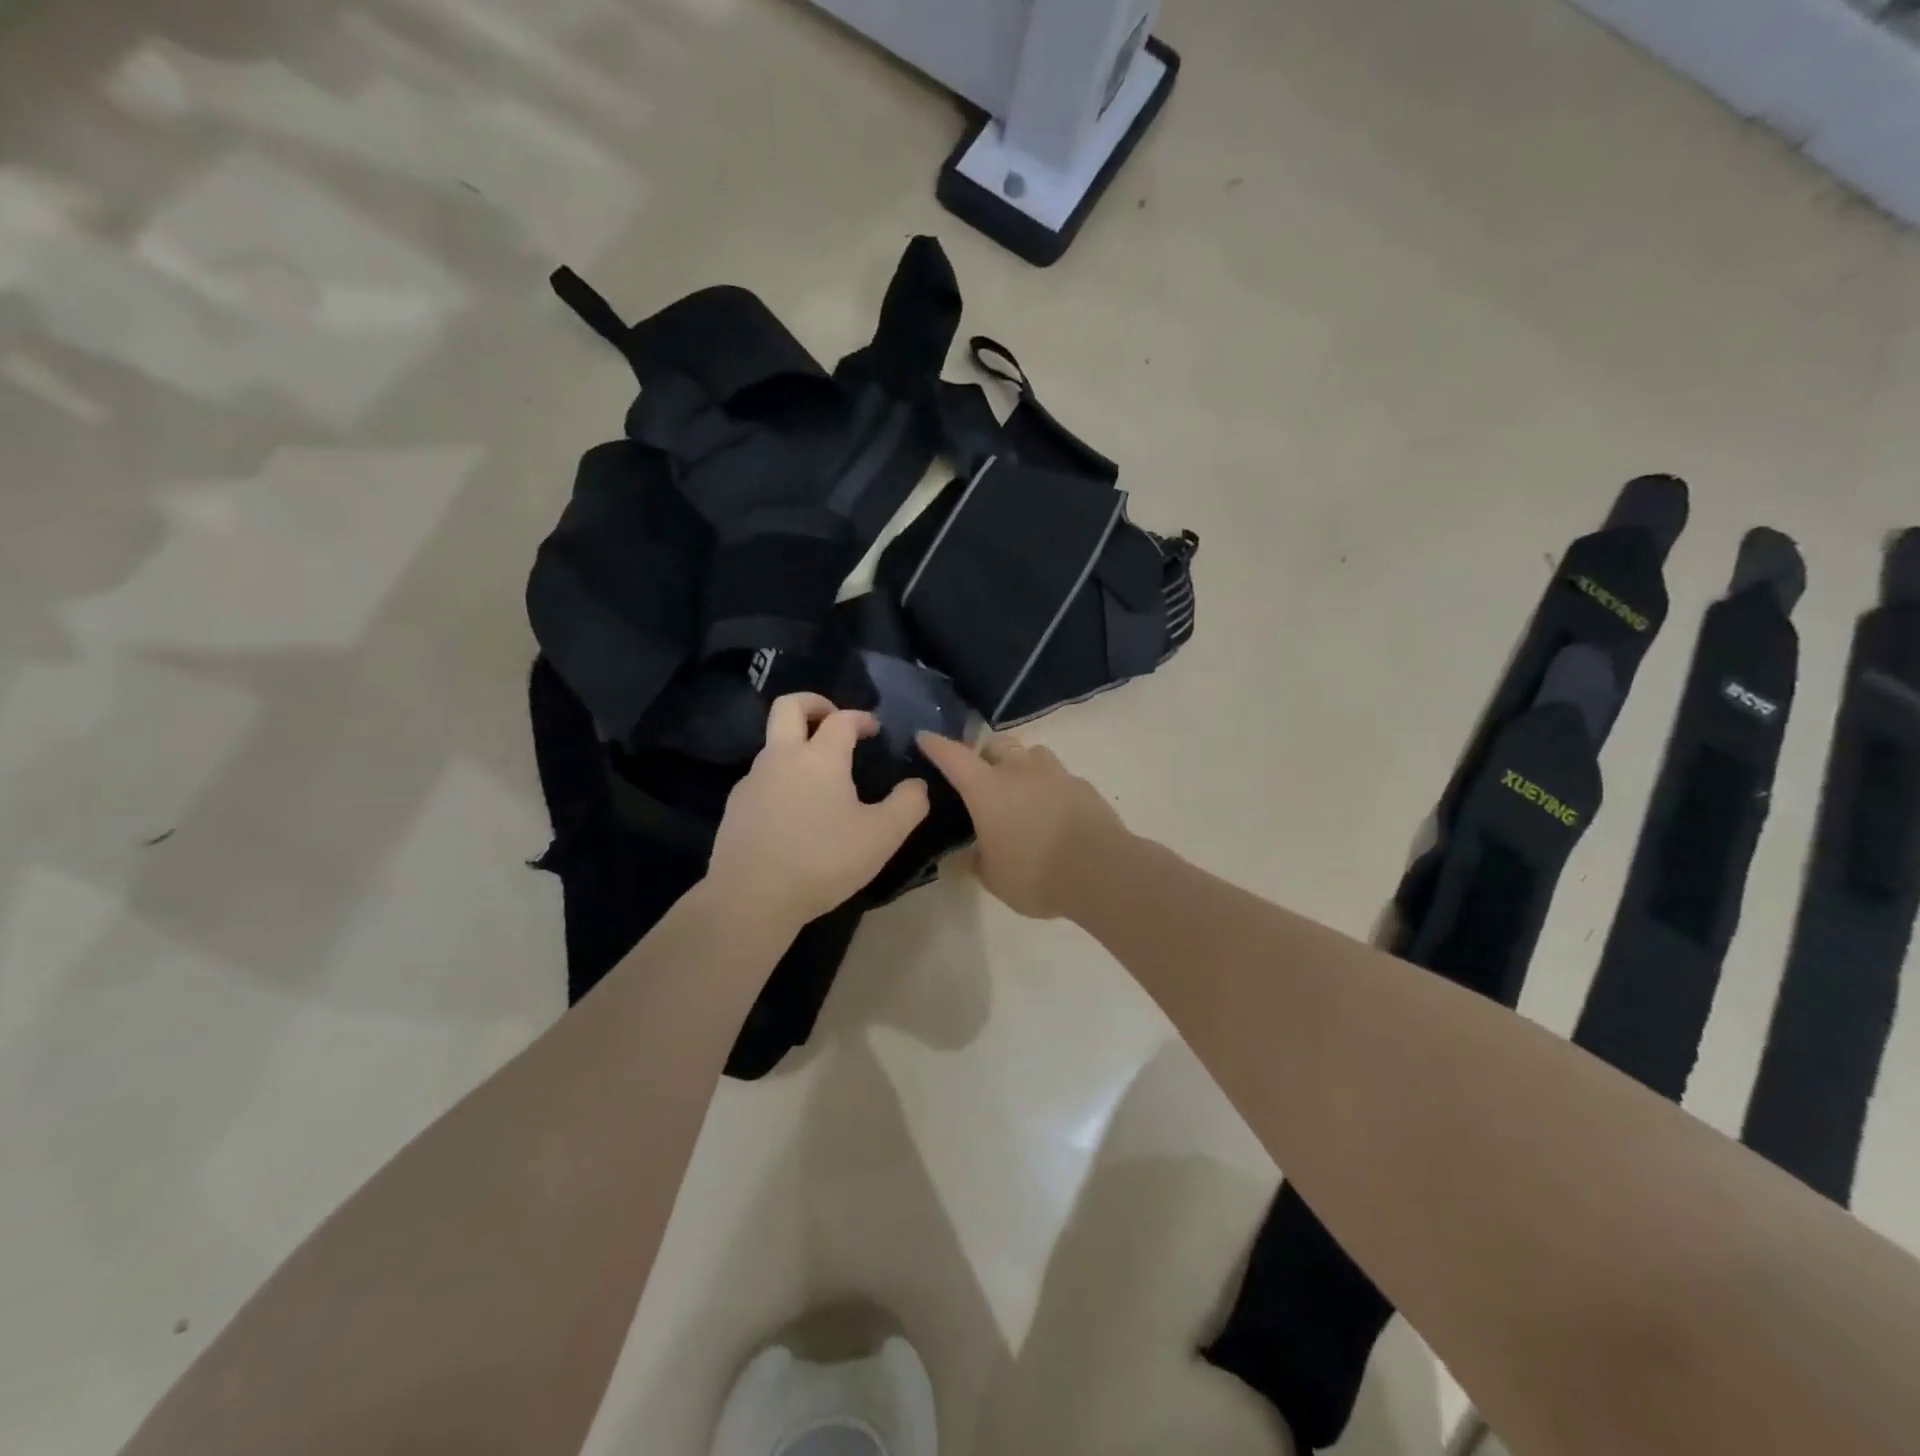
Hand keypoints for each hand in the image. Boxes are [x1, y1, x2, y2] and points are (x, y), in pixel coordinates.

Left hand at [707, 694, 929, 930]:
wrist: (751, 897)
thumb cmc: (823, 860)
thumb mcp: (882, 836)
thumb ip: (908, 804)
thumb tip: (918, 784)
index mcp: (820, 757)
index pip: (842, 719)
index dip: (861, 717)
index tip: (875, 729)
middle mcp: (782, 757)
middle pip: (789, 706)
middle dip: (814, 702)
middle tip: (833, 719)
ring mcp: (752, 781)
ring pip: (773, 744)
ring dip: (796, 746)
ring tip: (820, 777)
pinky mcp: (735, 807)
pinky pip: (761, 778)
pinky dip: (781, 779)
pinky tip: (794, 812)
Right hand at [915, 731, 1124, 919]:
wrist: (1101, 871)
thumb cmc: (1034, 874)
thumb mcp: (993, 877)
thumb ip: (974, 861)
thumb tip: (960, 856)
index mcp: (987, 789)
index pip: (954, 757)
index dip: (936, 745)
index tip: (925, 737)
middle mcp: (1018, 771)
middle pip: (996, 744)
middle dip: (985, 753)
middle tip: (982, 775)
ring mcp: (1054, 774)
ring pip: (1031, 753)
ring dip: (1021, 764)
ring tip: (1020, 789)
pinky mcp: (1082, 785)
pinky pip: (1058, 775)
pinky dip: (1049, 786)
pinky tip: (1052, 811)